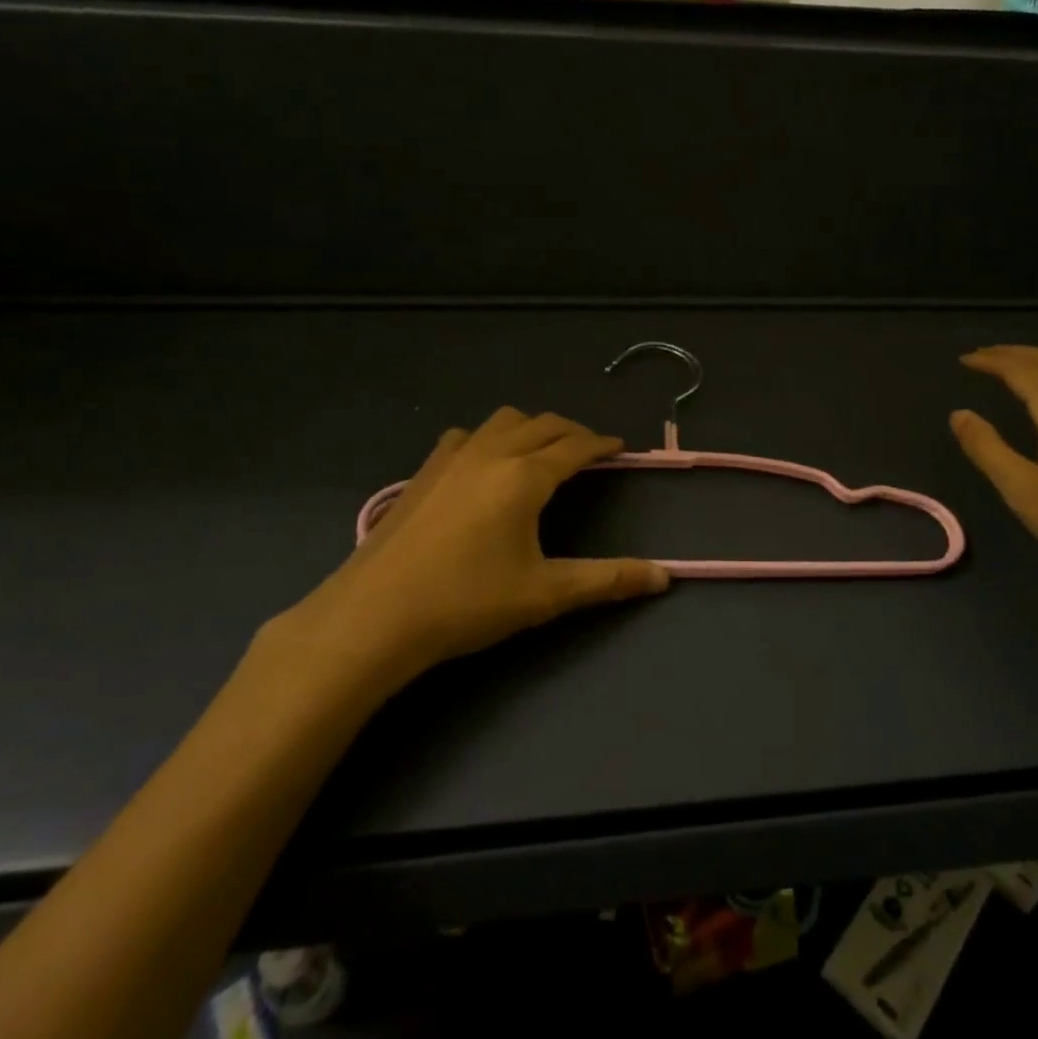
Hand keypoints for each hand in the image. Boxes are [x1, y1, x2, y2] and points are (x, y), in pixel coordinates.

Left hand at [264, 408, 668, 711]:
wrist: (373, 617)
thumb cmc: (466, 603)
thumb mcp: (545, 594)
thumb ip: (607, 580)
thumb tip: (664, 577)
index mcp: (525, 476)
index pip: (575, 446)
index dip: (602, 444)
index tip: (620, 447)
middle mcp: (491, 454)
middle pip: (541, 424)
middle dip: (571, 432)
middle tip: (588, 452)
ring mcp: (450, 459)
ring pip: (501, 422)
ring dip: (529, 428)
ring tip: (540, 452)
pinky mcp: (421, 473)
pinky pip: (465, 436)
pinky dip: (489, 438)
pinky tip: (482, 466)